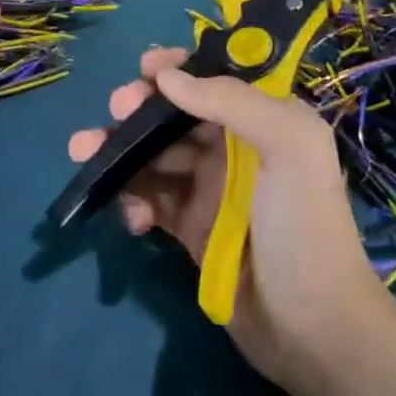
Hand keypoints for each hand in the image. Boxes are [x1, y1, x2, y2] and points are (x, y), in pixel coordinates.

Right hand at [68, 48, 385, 385]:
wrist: (312, 328)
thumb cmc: (303, 223)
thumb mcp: (287, 145)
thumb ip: (230, 100)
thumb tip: (165, 76)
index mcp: (262, 119)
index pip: (214, 79)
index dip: (179, 68)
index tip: (145, 67)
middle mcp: (234, 147)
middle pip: (174, 114)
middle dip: (139, 107)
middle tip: (115, 110)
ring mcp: (209, 189)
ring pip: (154, 155)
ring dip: (118, 150)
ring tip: (83, 152)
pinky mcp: (190, 228)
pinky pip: (150, 201)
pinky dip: (134, 202)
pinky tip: (134, 219)